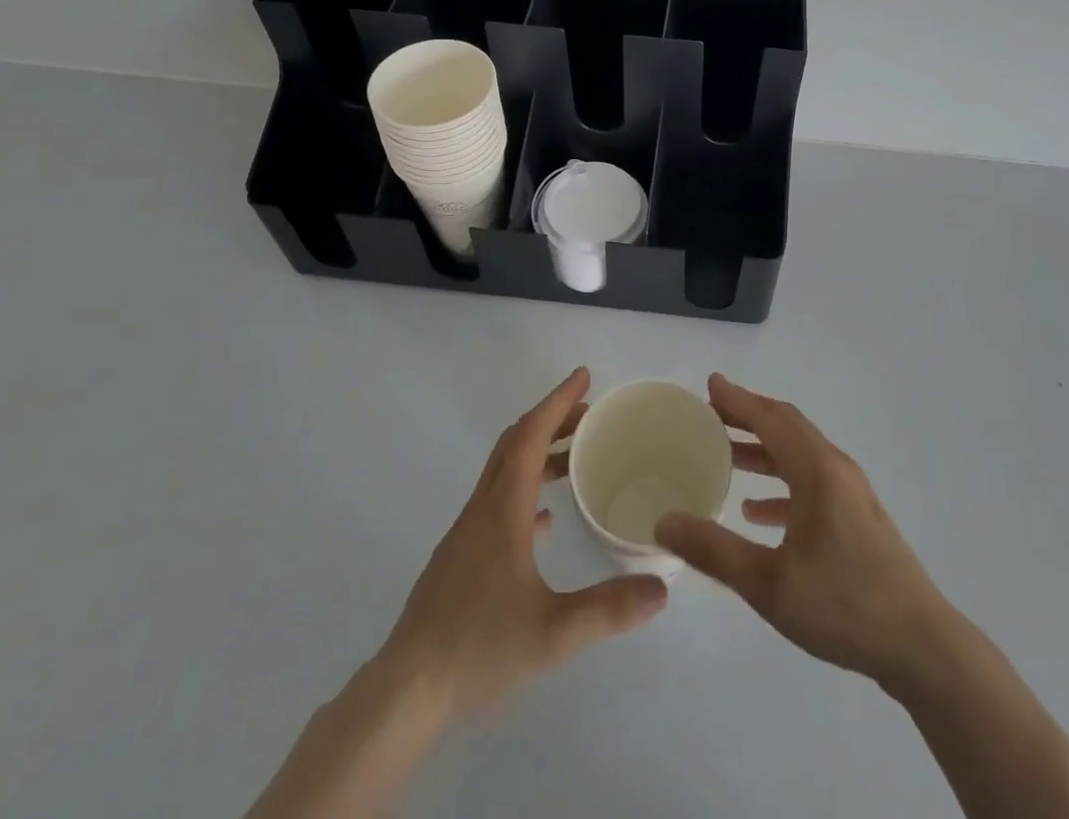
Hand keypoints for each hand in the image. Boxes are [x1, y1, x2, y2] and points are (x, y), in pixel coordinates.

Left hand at [383, 366, 669, 718]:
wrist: (406, 692)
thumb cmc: (478, 649)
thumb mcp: (552, 633)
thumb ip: (608, 609)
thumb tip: (662, 589)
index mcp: (502, 510)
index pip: (530, 435)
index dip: (558, 401)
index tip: (584, 376)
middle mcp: (482, 509)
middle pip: (515, 443)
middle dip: (552, 419)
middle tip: (589, 413)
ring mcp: (467, 533)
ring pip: (504, 471)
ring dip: (538, 453)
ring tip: (574, 458)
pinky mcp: (460, 558)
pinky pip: (496, 503)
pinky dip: (524, 491)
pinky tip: (543, 520)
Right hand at [654, 374, 949, 689]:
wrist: (921, 647)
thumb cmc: (844, 606)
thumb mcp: (768, 584)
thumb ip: (714, 550)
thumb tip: (665, 522)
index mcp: (817, 471)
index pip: (771, 419)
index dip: (739, 400)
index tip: (710, 385)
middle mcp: (836, 470)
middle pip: (787, 428)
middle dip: (749, 418)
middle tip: (711, 415)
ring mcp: (851, 494)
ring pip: (799, 456)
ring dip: (764, 451)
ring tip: (727, 456)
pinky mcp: (858, 519)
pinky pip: (812, 484)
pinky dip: (782, 485)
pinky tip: (757, 513)